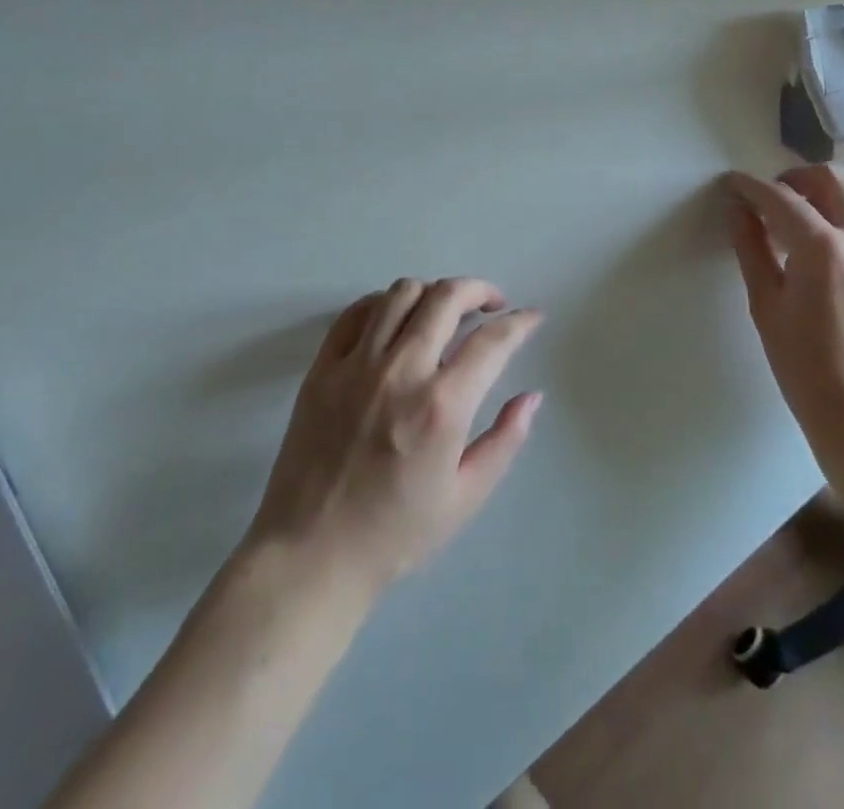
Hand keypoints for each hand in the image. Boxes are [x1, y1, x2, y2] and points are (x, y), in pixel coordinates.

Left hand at [245, 278, 544, 592]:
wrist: (311, 554)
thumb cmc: (395, 533)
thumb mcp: (466, 497)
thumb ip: (505, 440)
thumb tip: (531, 396)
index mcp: (441, 407)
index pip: (492, 341)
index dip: (520, 322)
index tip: (531, 318)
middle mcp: (401, 371)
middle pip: (446, 297)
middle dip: (479, 289)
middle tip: (491, 304)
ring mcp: (356, 364)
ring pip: (401, 293)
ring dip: (433, 292)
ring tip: (444, 311)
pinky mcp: (323, 367)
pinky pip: (356, 312)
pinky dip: (383, 302)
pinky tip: (396, 318)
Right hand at [725, 166, 843, 464]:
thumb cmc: (807, 369)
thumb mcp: (766, 306)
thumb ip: (751, 250)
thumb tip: (738, 211)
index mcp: (823, 248)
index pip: (781, 198)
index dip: (750, 186)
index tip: (732, 184)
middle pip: (832, 178)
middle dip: (795, 177)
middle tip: (770, 197)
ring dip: (831, 189)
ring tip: (805, 212)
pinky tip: (833, 243)